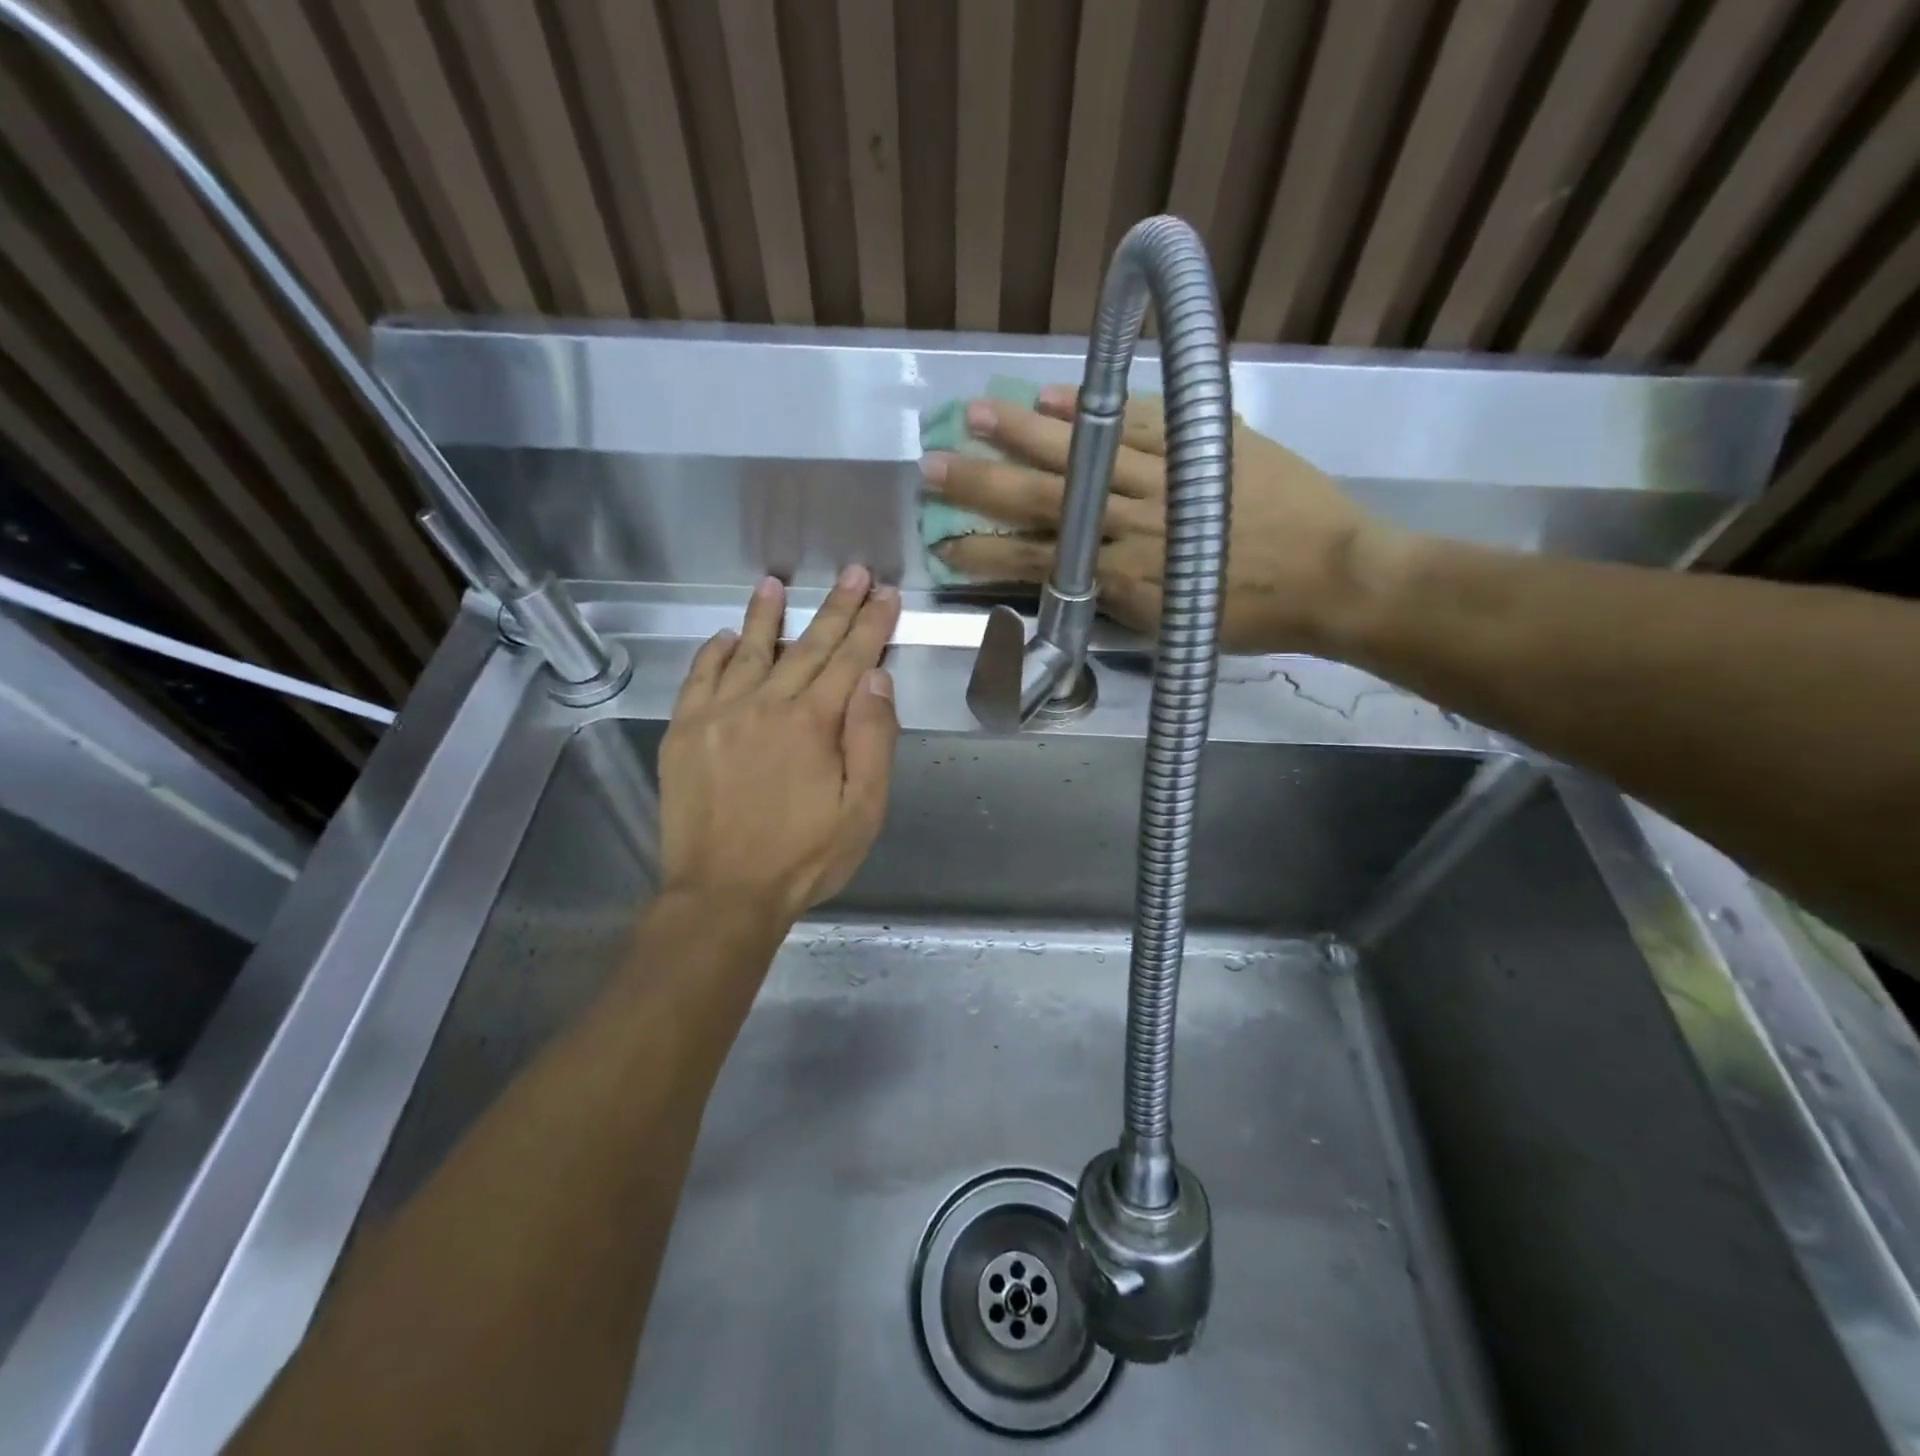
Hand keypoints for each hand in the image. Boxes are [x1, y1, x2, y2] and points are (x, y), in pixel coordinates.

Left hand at [660, 568, 900, 926]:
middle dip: (835, 608)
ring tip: (772, 583)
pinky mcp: (684, 733)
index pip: (850, 659)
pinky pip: (698, 678)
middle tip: (854, 574)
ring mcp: (718, 715)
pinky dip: (711, 653)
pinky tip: (721, 637)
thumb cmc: (804, 857)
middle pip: (807, 646)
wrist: (722, 895)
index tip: (885, 595)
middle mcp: (765, 704)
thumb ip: (873, 739)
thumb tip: (875, 679)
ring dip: (764, 616)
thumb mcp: (863, 810)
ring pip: (747, 651)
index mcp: (813, 723)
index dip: (871, 625)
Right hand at [921, 386, 1397, 653]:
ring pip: (1083, 453)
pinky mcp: (1199, 443)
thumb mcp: (1172, 626)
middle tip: (932, 467)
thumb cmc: (1251, 616)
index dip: (985, 554)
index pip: (1036, 562)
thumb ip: (1118, 600)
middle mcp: (1130, 524)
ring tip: (976, 414)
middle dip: (981, 487)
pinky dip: (1095, 409)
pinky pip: (1139, 421)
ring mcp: (1164, 478)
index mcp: (1122, 577)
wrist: (1334, 579)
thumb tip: (1074, 578)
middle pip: (1042, 500)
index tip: (943, 546)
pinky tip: (1055, 395)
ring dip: (1024, 434)